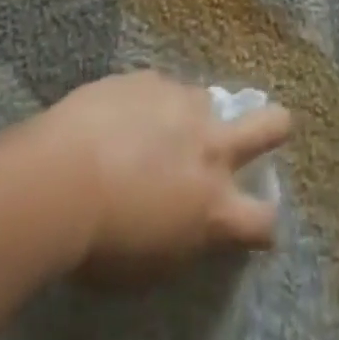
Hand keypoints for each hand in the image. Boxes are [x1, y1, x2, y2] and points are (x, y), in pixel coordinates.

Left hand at [36, 72, 291, 287]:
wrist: (61, 179)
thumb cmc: (103, 243)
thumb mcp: (153, 262)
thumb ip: (185, 233)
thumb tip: (191, 217)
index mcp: (214, 204)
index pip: (263, 219)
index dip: (264, 223)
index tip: (257, 222)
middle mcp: (210, 145)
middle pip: (270, 125)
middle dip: (277, 127)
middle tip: (276, 126)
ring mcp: (182, 102)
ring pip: (208, 99)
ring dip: (195, 114)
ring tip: (164, 125)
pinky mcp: (150, 77)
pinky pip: (161, 88)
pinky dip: (150, 102)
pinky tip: (122, 114)